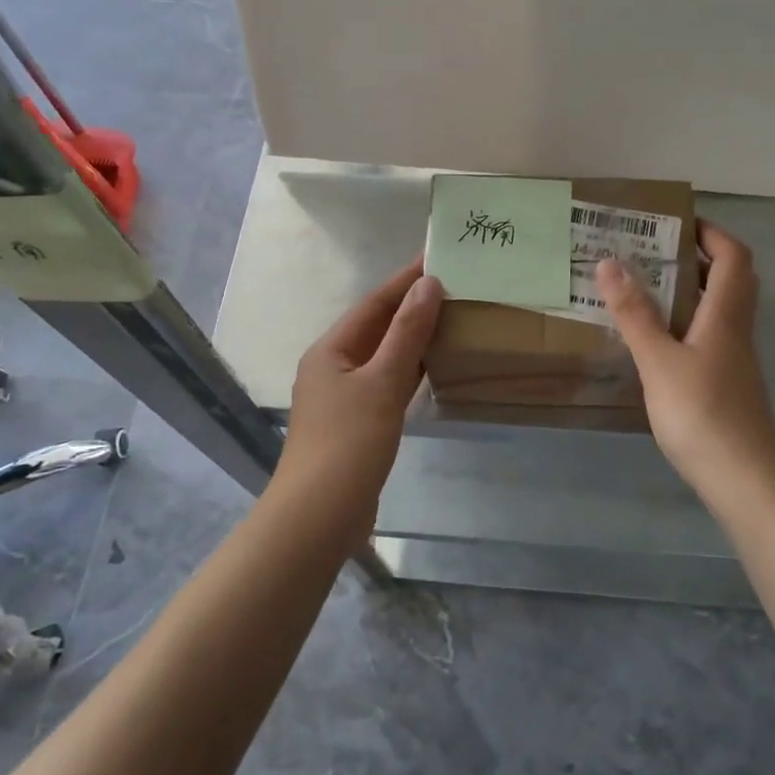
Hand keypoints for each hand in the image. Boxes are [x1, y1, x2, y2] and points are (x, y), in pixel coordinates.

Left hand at [281, 261, 443, 545]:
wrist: (320, 516)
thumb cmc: (349, 443)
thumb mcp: (382, 383)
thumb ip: (407, 333)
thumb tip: (429, 285)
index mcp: (331, 350)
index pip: (374, 303)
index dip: (406, 280)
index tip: (439, 258)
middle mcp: (333, 367)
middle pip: (377, 327)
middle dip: (413, 307)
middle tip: (455, 287)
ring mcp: (344, 397)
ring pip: (383, 356)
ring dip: (413, 338)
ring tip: (452, 318)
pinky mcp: (357, 423)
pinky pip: (387, 383)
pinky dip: (410, 371)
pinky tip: (434, 367)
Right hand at [596, 222, 774, 503]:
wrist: (742, 477)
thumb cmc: (701, 412)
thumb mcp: (658, 361)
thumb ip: (634, 314)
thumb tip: (610, 263)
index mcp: (725, 315)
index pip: (733, 257)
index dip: (711, 233)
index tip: (676, 223)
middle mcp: (736, 330)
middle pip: (731, 279)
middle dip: (698, 258)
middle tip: (655, 253)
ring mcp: (734, 358)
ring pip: (720, 309)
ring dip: (691, 291)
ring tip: (646, 289)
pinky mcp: (726, 382)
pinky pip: (709, 336)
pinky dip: (686, 323)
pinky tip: (656, 339)